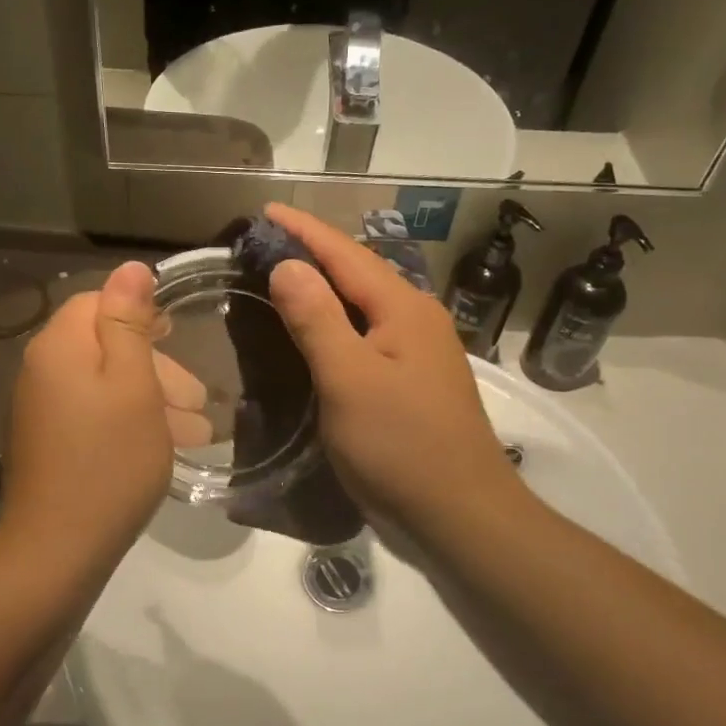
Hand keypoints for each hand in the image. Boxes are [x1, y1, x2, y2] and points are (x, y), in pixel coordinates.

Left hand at [0, 262, 172, 569]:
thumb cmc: (109, 459)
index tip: (179, 334)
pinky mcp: (49, 445)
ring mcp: (42, 411)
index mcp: (59, 347)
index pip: (97, 302)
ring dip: (152, 401)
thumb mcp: (132, 384)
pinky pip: (94, 417)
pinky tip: (165, 448)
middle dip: (156, 367)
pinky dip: (130, 424)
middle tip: (198, 399)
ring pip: (105, 387)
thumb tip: (130, 267)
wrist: (58, 549)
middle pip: (104, 347)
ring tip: (197, 433)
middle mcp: (42, 371)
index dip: (140, 312)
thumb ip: (129, 321)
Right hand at [262, 204, 520, 529]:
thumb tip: (289, 265)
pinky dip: (337, 320)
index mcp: (403, 308)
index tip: (265, 210)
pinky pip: (368, 332)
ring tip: (285, 276)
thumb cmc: (400, 445)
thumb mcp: (348, 379)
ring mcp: (419, 351)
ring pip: (364, 303)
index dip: (304, 230)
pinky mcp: (413, 380)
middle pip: (358, 272)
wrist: (461, 514)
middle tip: (266, 243)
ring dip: (325, 285)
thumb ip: (317, 319)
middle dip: (314, 252)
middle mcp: (416, 318)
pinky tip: (319, 330)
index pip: (345, 254)